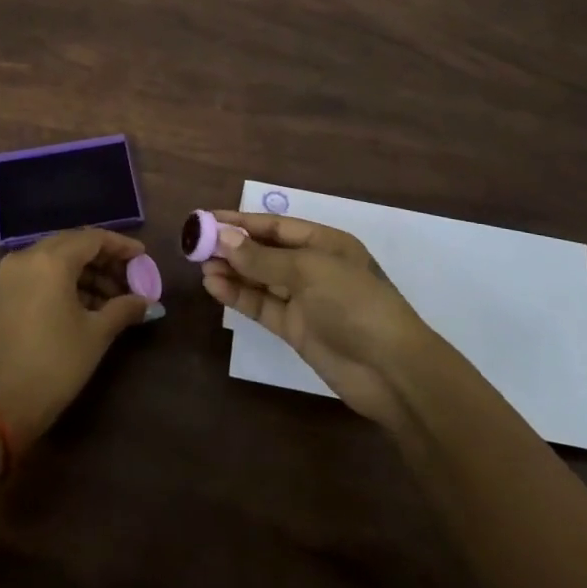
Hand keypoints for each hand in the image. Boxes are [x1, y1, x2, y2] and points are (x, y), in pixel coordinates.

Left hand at [0, 228, 151, 443]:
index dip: (121, 246)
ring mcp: (9, 274)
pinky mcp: (1, 293)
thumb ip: (124, 308)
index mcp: (50, 260)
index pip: (92, 238)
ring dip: (85, 272)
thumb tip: (148, 302)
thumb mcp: (96, 334)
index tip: (143, 257)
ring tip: (113, 298)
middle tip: (130, 278)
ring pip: (55, 259)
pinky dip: (63, 281)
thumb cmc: (55, 365)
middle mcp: (26, 257)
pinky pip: (39, 273)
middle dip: (103, 259)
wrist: (1, 406)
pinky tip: (86, 303)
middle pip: (72, 244)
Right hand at [200, 210, 456, 429]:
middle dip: (233, 247)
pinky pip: (261, 305)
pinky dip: (239, 295)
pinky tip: (214, 286)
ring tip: (200, 266)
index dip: (241, 222)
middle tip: (196, 244)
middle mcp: (313, 267)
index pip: (276, 225)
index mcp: (325, 243)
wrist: (391, 370)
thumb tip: (223, 238)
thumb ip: (263, 257)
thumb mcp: (308, 270)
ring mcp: (304, 300)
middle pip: (265, 251)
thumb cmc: (354, 304)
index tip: (207, 218)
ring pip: (260, 279)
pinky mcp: (295, 329)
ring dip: (232, 271)